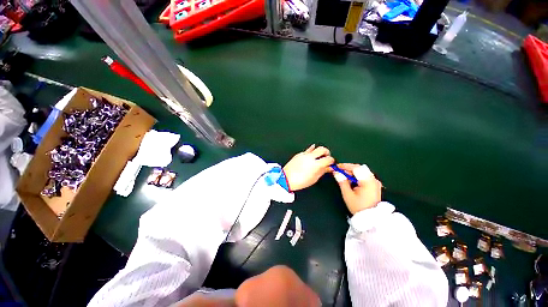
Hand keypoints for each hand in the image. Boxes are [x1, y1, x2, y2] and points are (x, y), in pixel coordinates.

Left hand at [282, 145, 334, 190]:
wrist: (286, 179)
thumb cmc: (299, 181)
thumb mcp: (314, 178)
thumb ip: (322, 171)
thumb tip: (328, 168)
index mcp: (316, 164)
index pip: (328, 159)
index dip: (331, 161)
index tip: (331, 163)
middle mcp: (310, 157)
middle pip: (322, 149)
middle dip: (327, 152)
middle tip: (327, 157)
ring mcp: (304, 155)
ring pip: (314, 148)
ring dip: (318, 151)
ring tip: (319, 157)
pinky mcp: (298, 154)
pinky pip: (307, 151)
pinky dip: (310, 152)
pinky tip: (311, 156)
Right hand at [332, 163, 381, 214]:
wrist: (370, 219)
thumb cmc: (358, 207)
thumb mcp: (348, 194)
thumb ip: (342, 182)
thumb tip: (336, 173)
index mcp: (367, 181)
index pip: (355, 168)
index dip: (345, 166)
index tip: (336, 167)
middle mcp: (373, 180)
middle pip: (359, 169)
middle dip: (348, 169)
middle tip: (339, 172)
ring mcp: (375, 183)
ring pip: (362, 172)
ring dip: (352, 173)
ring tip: (344, 177)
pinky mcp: (374, 186)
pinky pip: (364, 176)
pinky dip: (357, 176)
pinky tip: (351, 181)